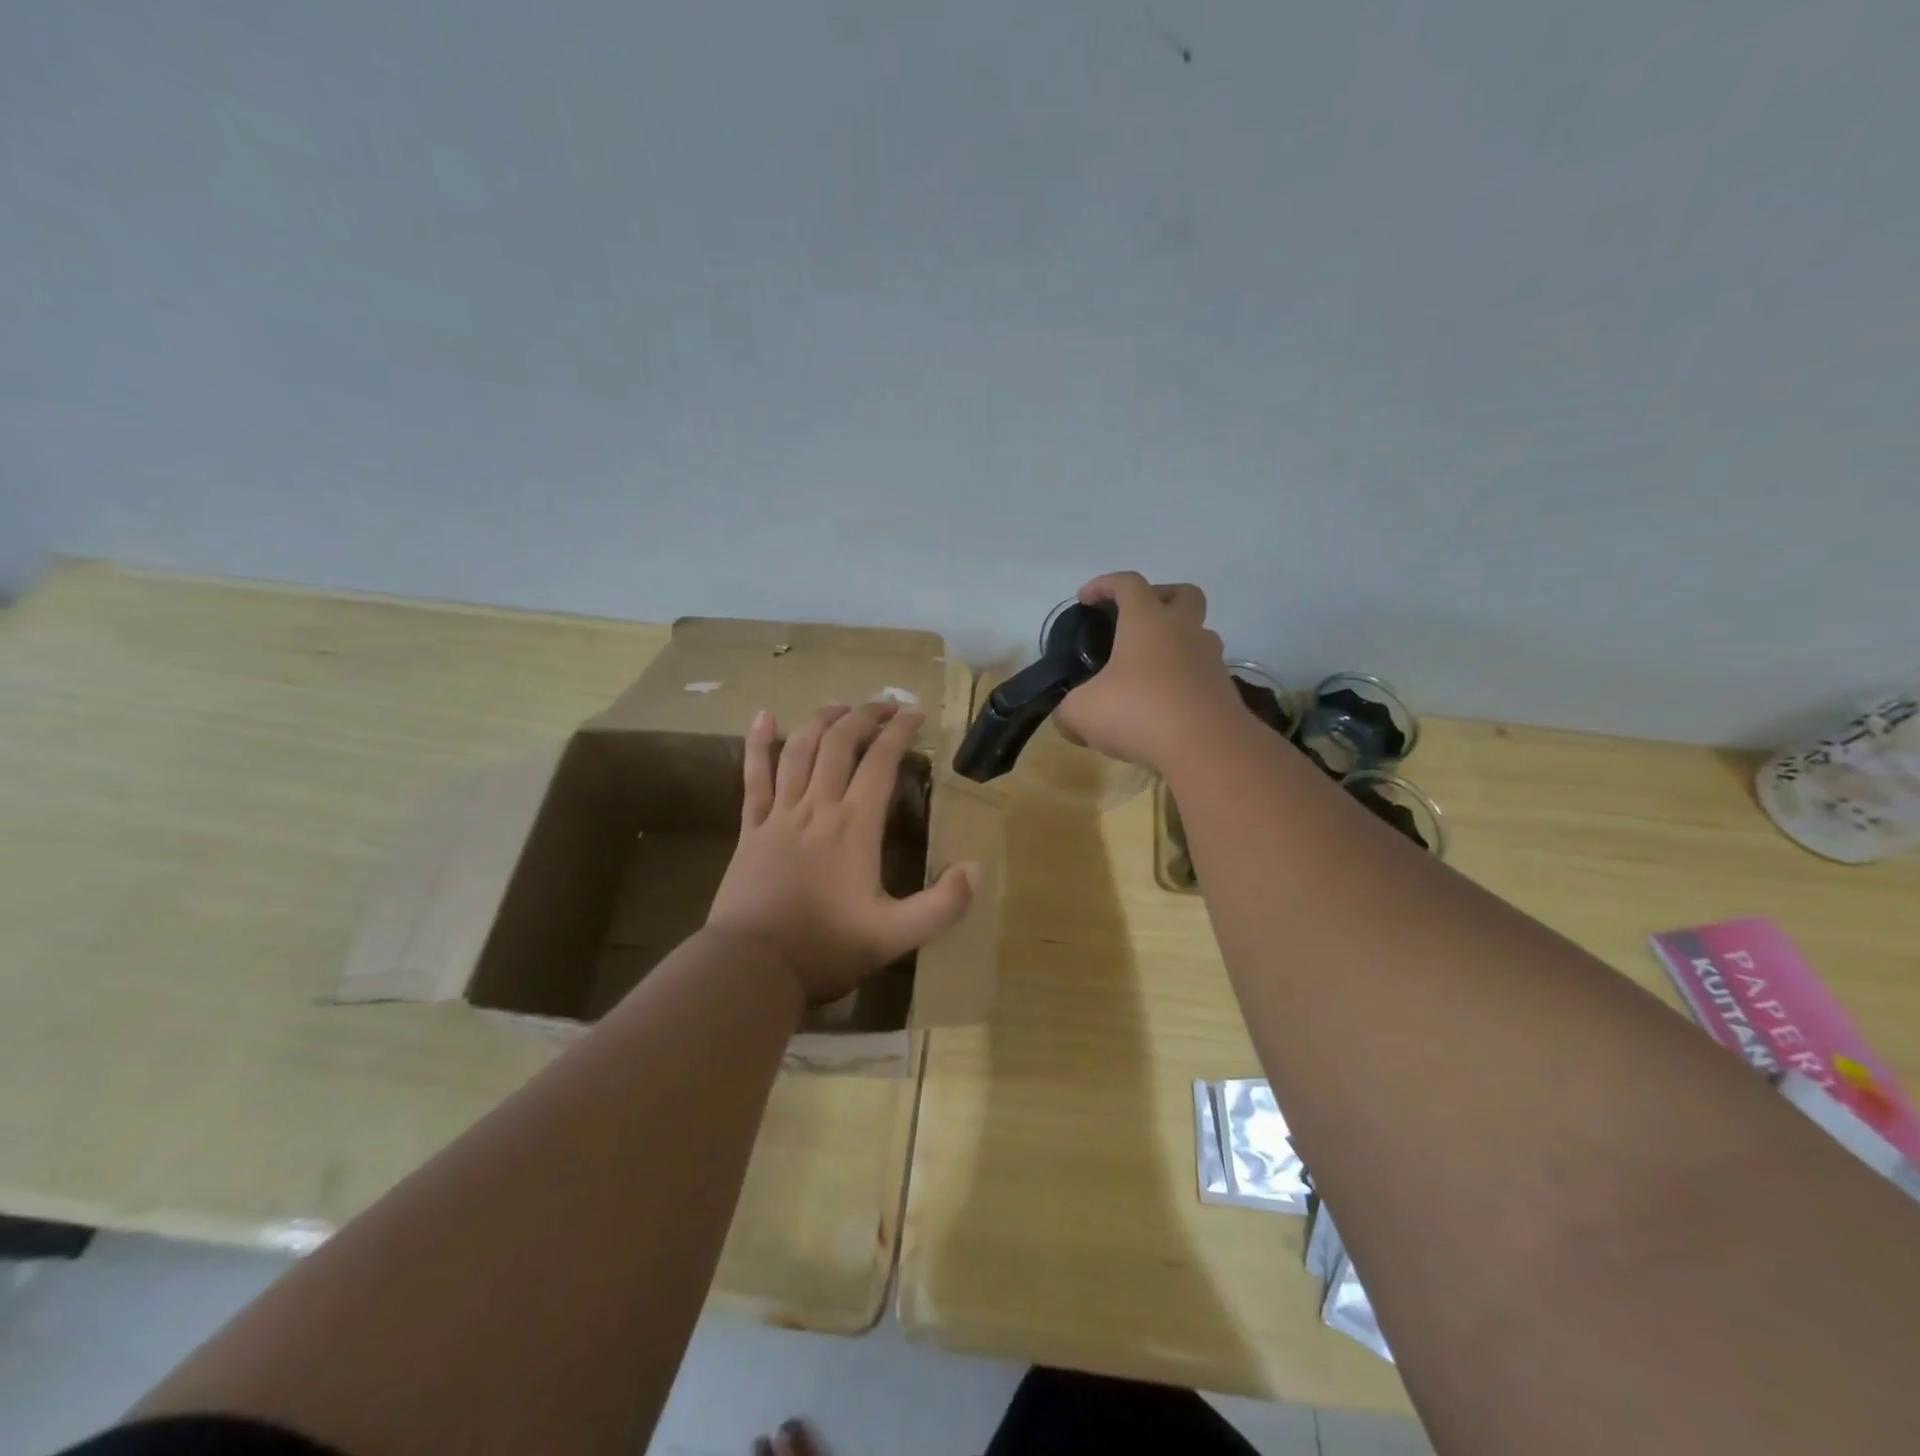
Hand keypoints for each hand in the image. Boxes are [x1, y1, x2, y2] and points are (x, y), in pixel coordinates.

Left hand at [707, 702, 978, 1002]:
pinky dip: (758, 744)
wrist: (752, 966)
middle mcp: (817, 807)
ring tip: (840, 707)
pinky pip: (753, 777)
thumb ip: (942, 906)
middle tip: (885, 707)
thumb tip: (974, 869)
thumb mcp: (895, 936)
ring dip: (821, 721)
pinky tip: (762, 716)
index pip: (880, 762)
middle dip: (864, 716)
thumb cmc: (825, 948)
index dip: (899, 732)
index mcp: (854, 826)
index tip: (915, 715)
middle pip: (839, 743)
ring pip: (799, 750)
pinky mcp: (751, 828)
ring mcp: (780, 815)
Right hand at [1054, 571, 1245, 774]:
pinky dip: (1183, 680)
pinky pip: (1202, 673)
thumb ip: (1069, 710)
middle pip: (1182, 594)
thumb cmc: (1138, 712)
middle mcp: (1184, 630)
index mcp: (1147, 621)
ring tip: (1148, 671)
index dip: (1103, 585)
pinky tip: (1163, 705)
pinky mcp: (1224, 691)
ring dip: (1175, 643)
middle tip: (1135, 620)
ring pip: (1197, 635)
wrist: (1207, 748)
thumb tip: (1068, 720)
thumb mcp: (1082, 712)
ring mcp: (1210, 660)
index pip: (1128, 583)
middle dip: (1159, 597)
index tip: (1085, 599)